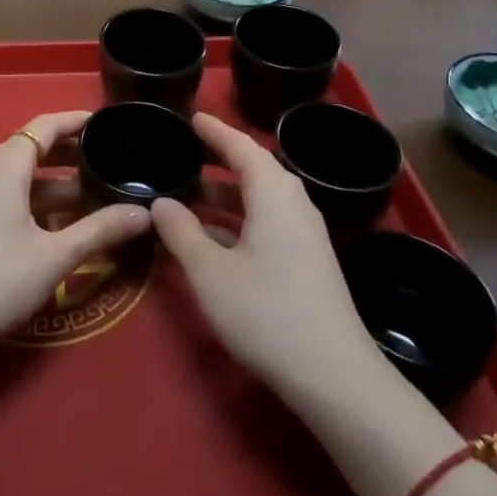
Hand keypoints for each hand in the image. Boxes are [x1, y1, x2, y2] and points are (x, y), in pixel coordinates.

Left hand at [0, 112, 151, 352]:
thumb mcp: (55, 256)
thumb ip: (101, 230)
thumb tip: (144, 213)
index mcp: (5, 163)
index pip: (46, 125)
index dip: (77, 121)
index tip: (107, 124)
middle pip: (32, 148)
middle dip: (71, 155)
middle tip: (109, 163)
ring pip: (19, 176)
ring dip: (54, 184)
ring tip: (92, 198)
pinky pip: (4, 194)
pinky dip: (33, 200)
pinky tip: (56, 225)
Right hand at [152, 114, 380, 402]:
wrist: (336, 378)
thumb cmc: (267, 314)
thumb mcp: (211, 273)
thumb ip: (181, 232)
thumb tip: (161, 202)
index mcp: (273, 193)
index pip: (241, 146)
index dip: (214, 130)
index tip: (191, 117)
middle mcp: (294, 203)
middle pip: (254, 168)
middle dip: (219, 159)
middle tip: (185, 151)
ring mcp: (305, 234)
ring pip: (261, 198)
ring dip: (227, 193)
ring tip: (190, 194)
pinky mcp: (308, 261)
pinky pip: (269, 220)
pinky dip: (240, 218)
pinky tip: (214, 238)